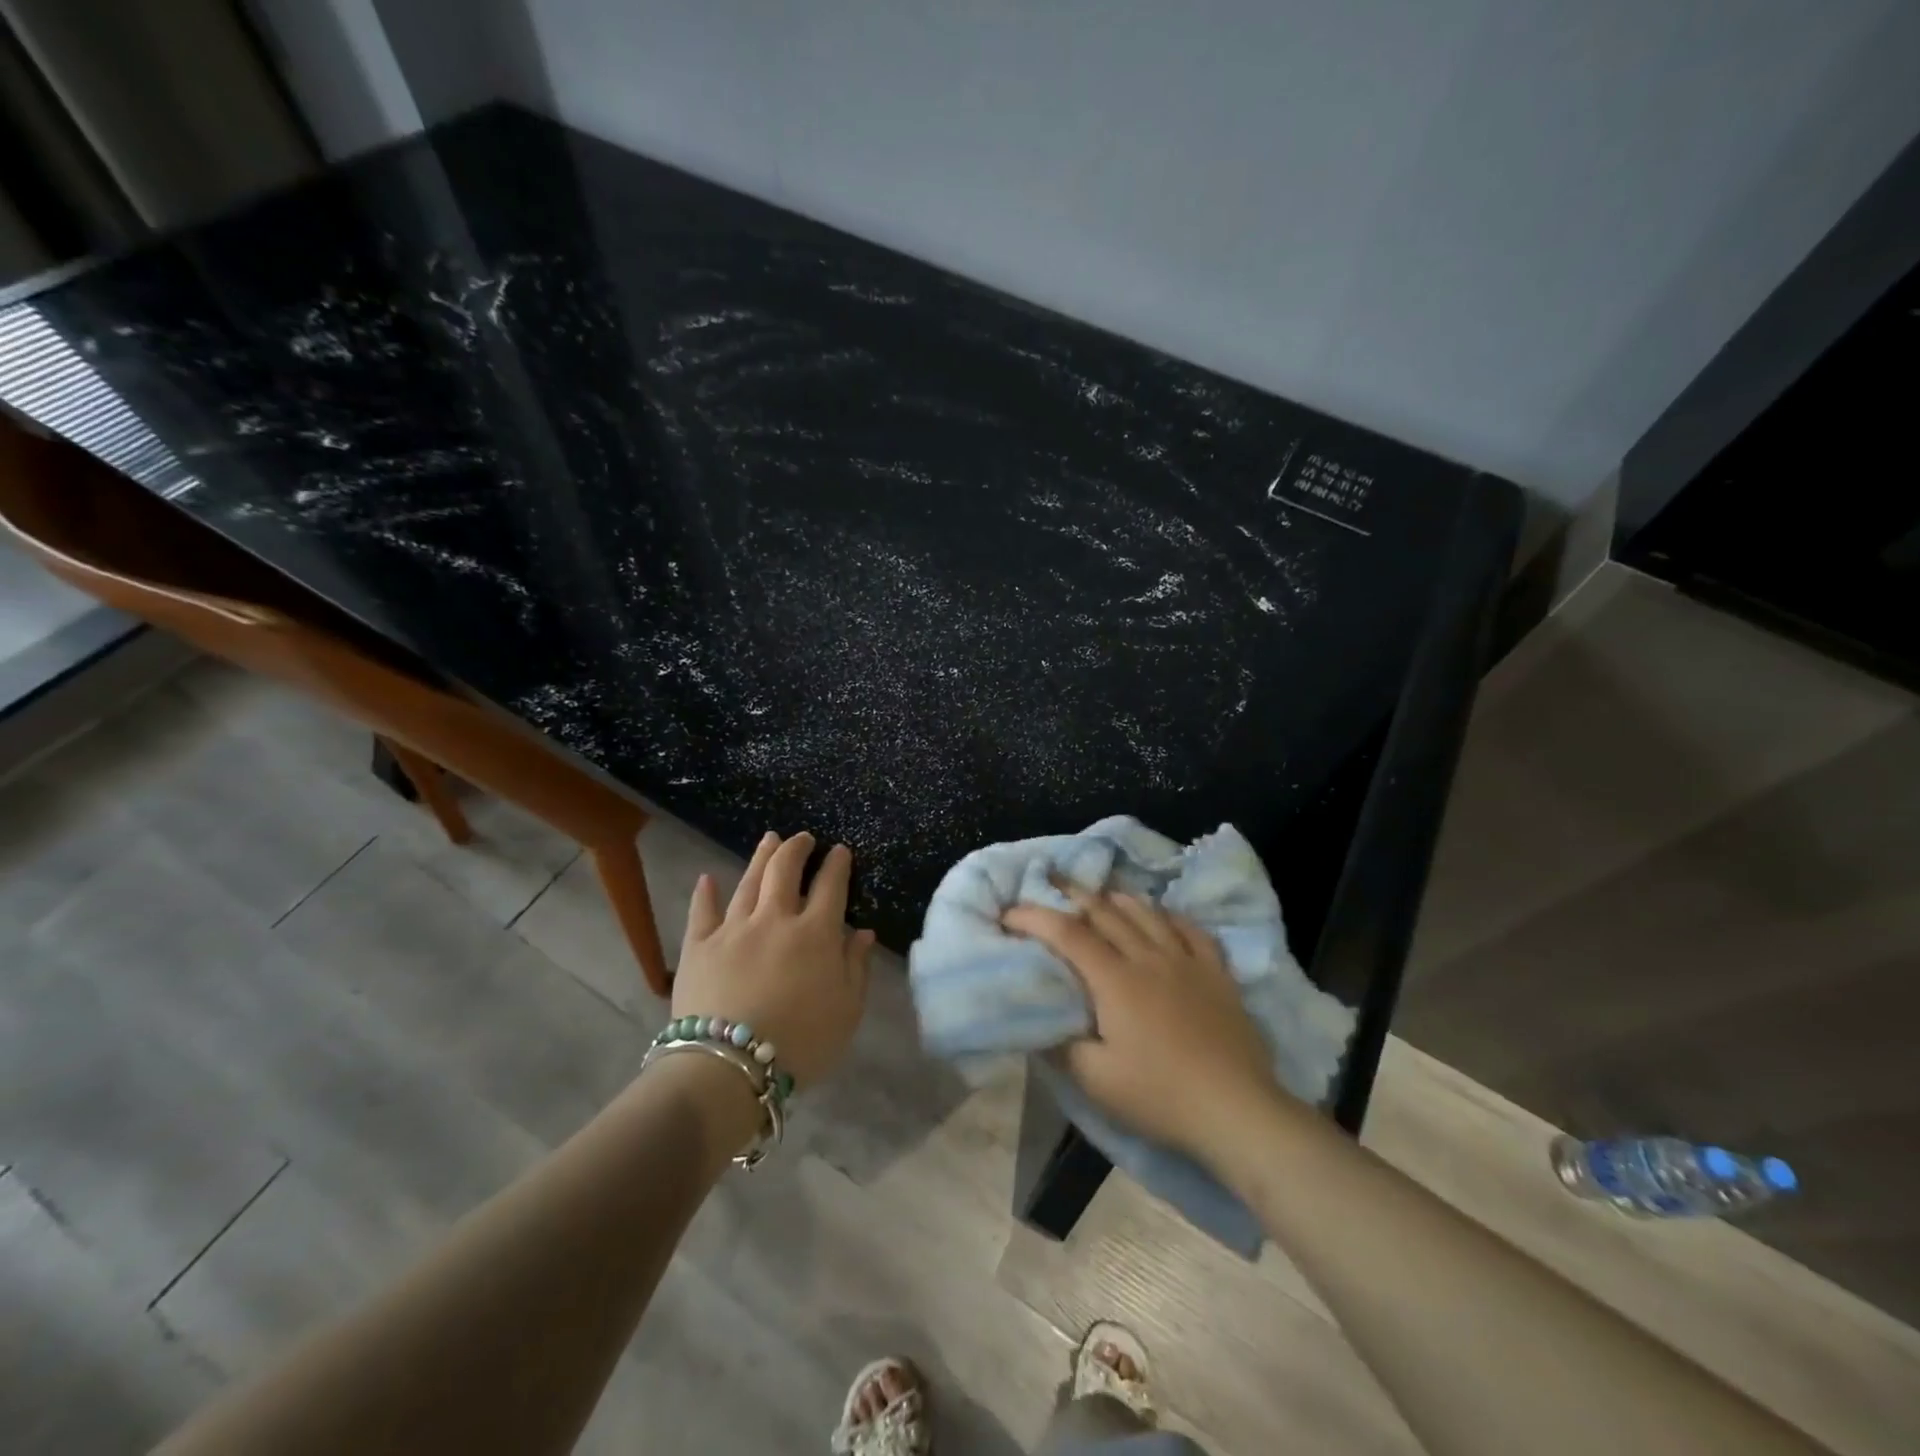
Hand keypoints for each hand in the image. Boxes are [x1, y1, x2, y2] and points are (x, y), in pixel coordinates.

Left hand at [670, 831, 875, 1088]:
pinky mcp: (698, 946)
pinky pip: (702, 912)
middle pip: (786, 871)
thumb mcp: (847, 1011)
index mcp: (815, 933)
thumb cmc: (800, 1043)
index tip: (840, 850)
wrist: (729, 1067)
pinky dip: (705, 893)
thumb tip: (862, 933)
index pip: (830, 885)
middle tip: (804, 837)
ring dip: (762, 857)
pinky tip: (708, 878)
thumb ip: (856, 967)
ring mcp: (733, 929)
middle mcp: (775, 919)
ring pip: (749, 882)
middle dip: (797, 848)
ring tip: (770, 839)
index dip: (837, 864)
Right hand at [1002, 882, 1278, 1169]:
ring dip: (1118, 899)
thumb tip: (1037, 1021)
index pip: (1067, 933)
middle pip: (1106, 912)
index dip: (1034, 917)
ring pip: (1147, 913)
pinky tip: (1163, 916)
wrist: (1237, 1110)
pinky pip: (1192, 930)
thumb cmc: (1160, 1096)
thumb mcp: (1096, 1081)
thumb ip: (1060, 1047)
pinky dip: (1169, 916)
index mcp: (1115, 979)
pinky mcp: (1217, 974)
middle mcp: (1148, 957)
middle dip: (1072, 894)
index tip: (1008, 914)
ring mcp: (1187, 961)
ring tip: (1101, 895)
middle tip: (1049, 885)